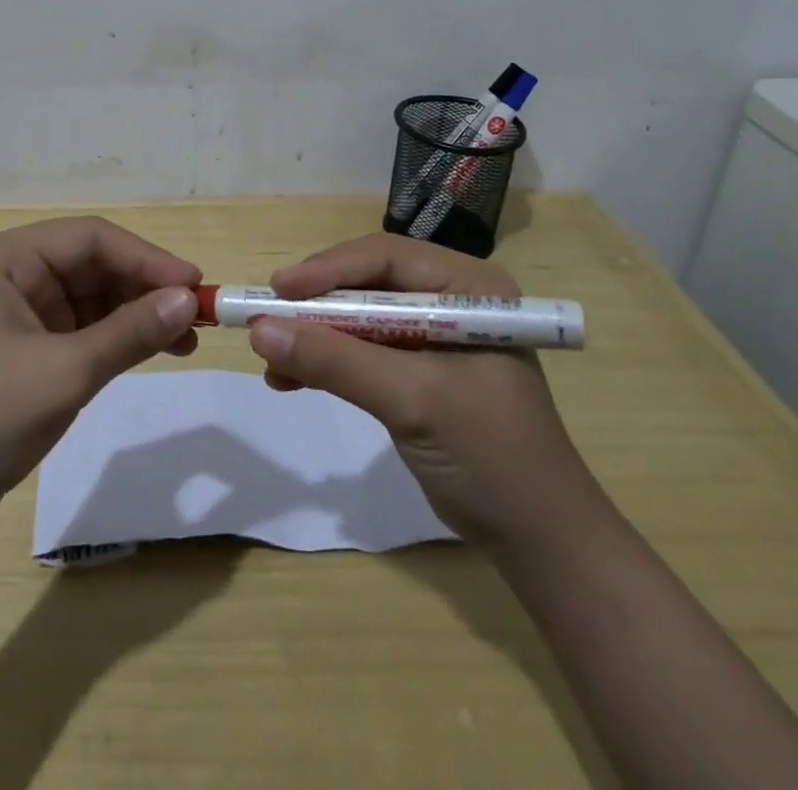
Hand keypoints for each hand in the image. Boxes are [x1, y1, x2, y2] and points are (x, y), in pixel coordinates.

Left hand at [0, 216, 201, 536]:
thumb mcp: (64, 372)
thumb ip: (130, 332)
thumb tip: (189, 300)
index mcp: (6, 259)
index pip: (90, 238)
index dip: (146, 258)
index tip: (194, 285)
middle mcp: (12, 274)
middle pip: (93, 265)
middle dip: (145, 288)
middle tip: (197, 314)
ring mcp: (18, 312)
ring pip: (92, 297)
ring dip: (137, 314)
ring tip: (186, 339)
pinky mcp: (25, 348)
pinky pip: (82, 329)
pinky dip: (117, 338)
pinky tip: (155, 350)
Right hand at [246, 233, 592, 550]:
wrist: (538, 541)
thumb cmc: (491, 456)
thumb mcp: (413, 400)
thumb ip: (338, 362)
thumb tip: (259, 331)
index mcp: (468, 287)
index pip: (386, 257)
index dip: (327, 269)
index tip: (277, 289)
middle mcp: (450, 299)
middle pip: (366, 284)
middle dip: (315, 306)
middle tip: (267, 320)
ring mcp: (433, 336)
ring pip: (357, 318)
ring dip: (314, 337)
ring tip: (270, 359)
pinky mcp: (417, 371)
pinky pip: (360, 352)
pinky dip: (325, 363)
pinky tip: (289, 380)